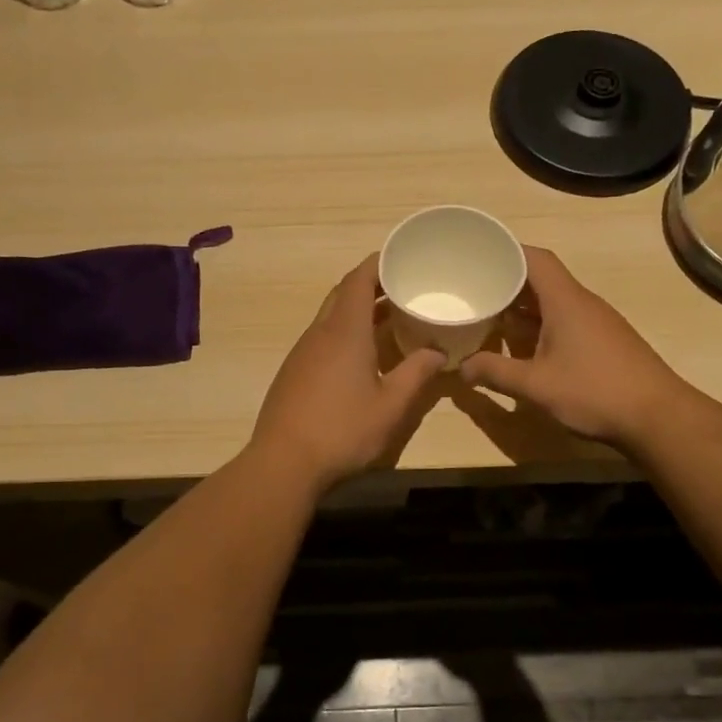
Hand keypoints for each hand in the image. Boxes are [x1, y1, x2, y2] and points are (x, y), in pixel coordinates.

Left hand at [250, 255, 445, 492]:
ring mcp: (302, 353)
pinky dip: (344, 334)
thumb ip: (417, 374)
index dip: (379, 263)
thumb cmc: (342, 430)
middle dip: (371, 285)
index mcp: (344, 331)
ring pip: (331, 317)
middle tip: (403, 289)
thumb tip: (437, 351)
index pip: (358, 279)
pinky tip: (362, 357)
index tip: (402, 258)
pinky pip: (322, 339)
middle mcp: (319, 333)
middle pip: (343, 294)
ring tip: (390, 321)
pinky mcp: (293, 372)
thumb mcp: (391, 406)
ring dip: (358, 312)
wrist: (283, 462)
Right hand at [459, 247, 680, 449]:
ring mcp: (596, 323)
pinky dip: (540, 326)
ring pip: (553, 303)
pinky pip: (565, 321)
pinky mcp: (604, 342)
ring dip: (523, 308)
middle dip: (507, 282)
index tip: (478, 256)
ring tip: (491, 316)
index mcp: (565, 301)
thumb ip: (495, 373)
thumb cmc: (594, 392)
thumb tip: (461, 368)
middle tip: (474, 290)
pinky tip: (524, 346)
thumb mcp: (535, 385)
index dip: (506, 252)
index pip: (534, 258)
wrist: (658, 417)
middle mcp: (582, 303)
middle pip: (541, 279)